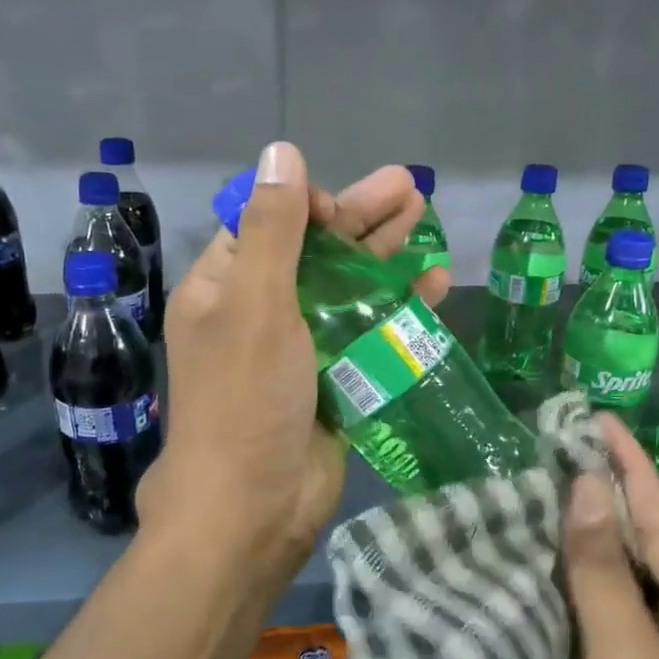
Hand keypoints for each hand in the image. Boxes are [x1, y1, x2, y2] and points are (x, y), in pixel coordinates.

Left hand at [137, 142, 449, 588]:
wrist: (253, 507)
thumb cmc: (244, 399)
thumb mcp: (255, 304)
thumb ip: (274, 229)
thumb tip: (280, 151)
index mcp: (224, 288)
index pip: (265, 225)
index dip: (305, 205)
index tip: (339, 207)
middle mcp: (259, 312)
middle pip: (315, 251)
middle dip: (361, 218)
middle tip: (412, 186)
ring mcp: (299, 348)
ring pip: (347, 288)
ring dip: (384, 255)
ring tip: (425, 217)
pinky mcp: (333, 380)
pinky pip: (368, 333)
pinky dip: (398, 308)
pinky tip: (434, 284)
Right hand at [549, 413, 658, 658]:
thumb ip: (604, 571)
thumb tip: (587, 485)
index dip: (632, 470)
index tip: (597, 418)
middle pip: (646, 553)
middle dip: (604, 499)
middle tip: (556, 444)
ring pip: (615, 586)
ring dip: (579, 541)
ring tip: (537, 484)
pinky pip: (593, 622)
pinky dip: (565, 588)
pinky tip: (531, 556)